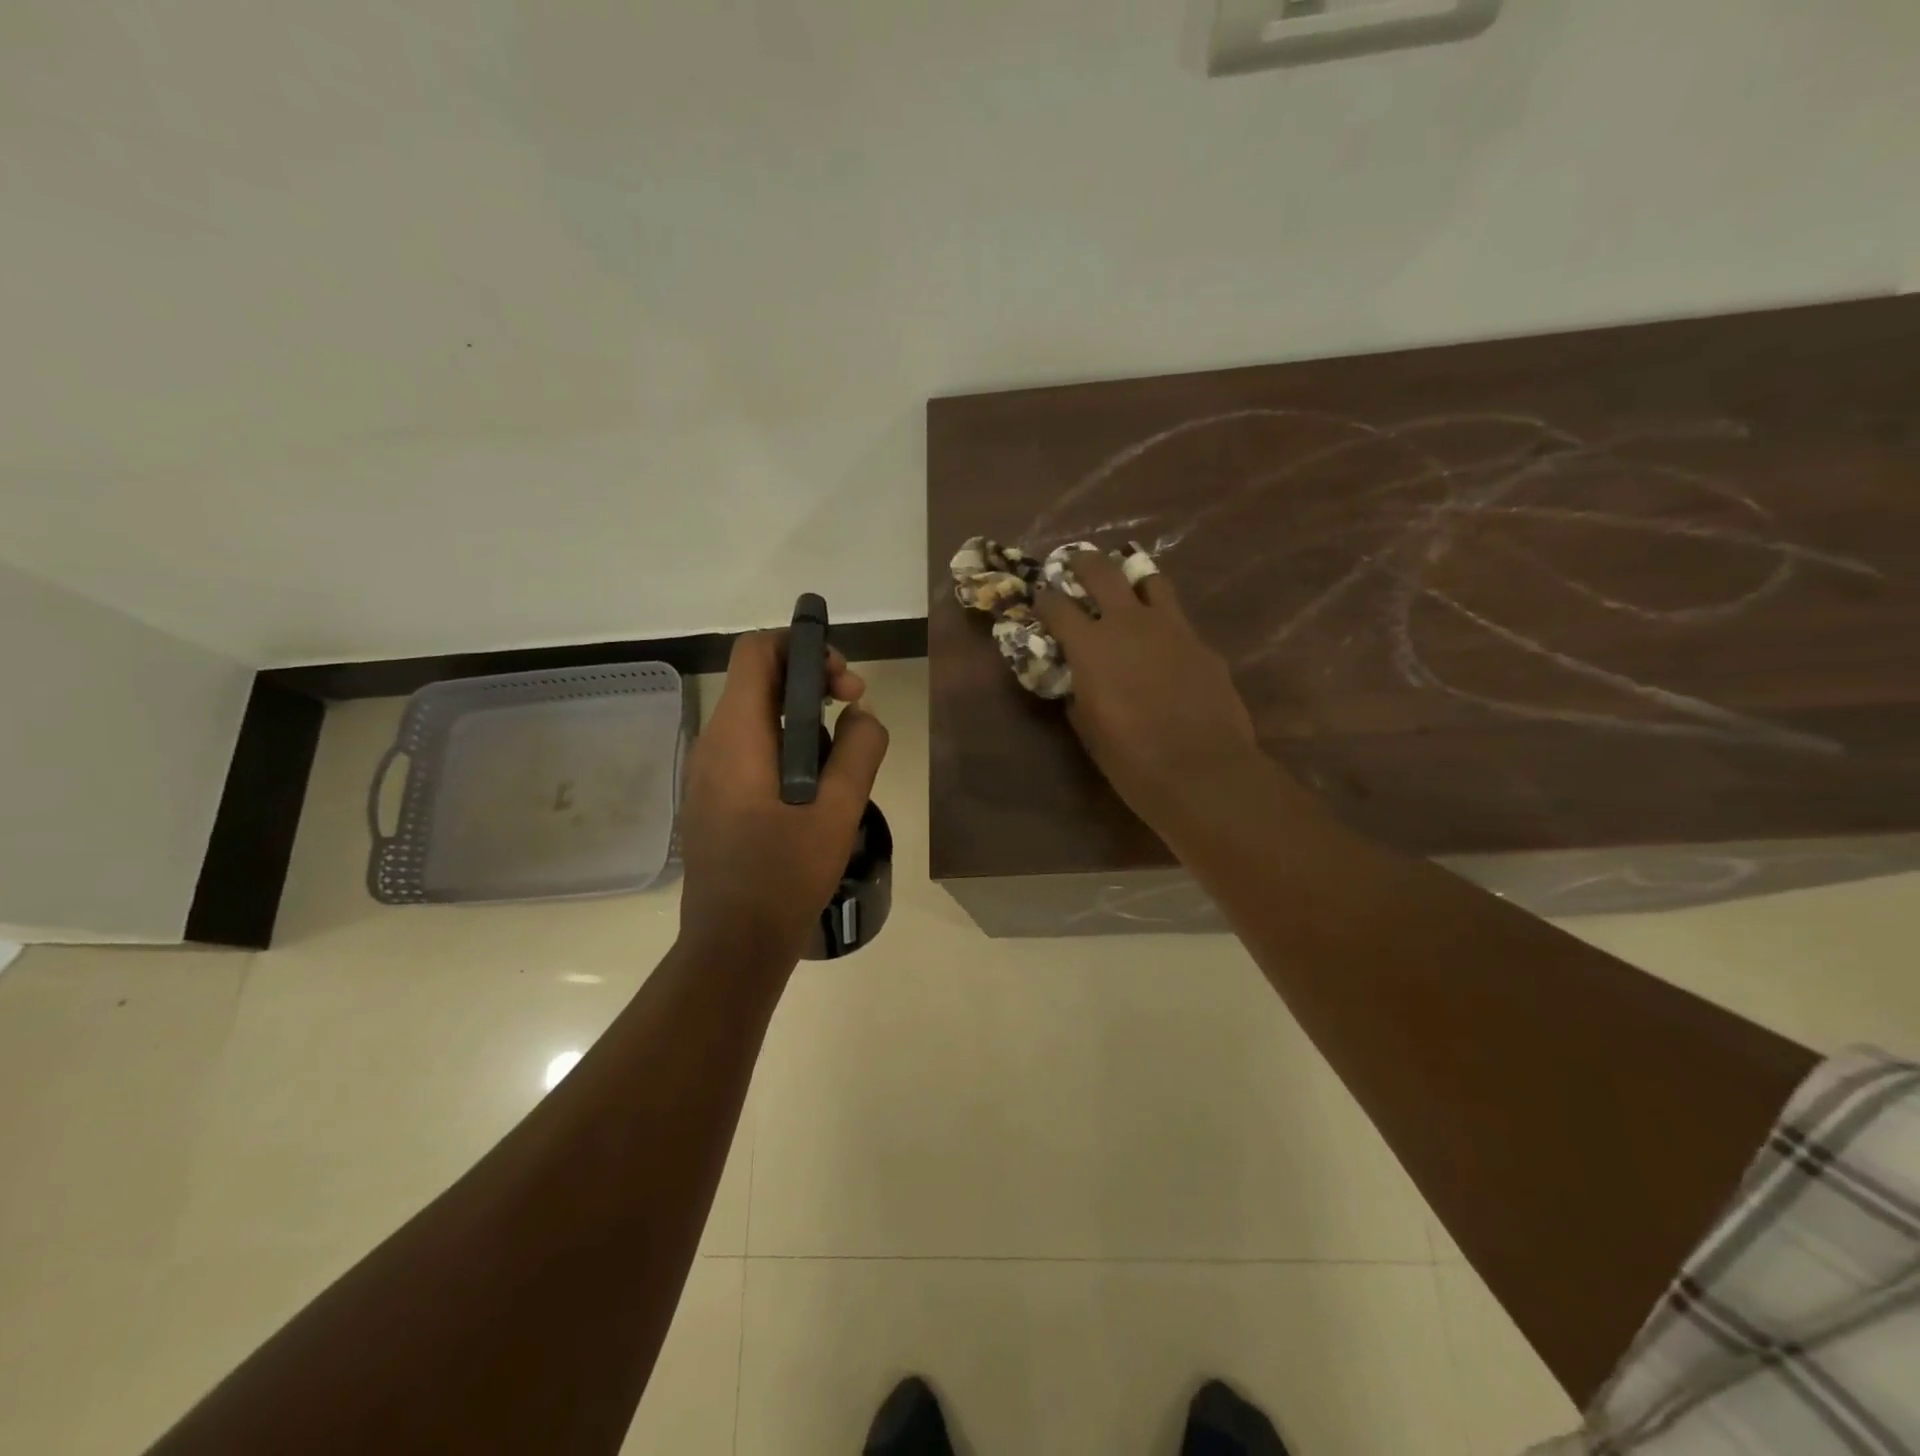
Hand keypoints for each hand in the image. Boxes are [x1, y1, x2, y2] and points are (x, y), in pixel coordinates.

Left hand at [677, 631, 888, 961]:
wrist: (733, 946)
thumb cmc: (784, 877)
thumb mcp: (838, 811)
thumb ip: (860, 750)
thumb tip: (862, 714)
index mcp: (736, 736)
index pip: (757, 652)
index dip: (802, 646)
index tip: (844, 681)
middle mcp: (714, 744)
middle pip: (760, 680)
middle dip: (813, 682)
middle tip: (857, 708)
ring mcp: (710, 773)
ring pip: (759, 716)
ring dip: (806, 718)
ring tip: (845, 755)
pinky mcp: (715, 798)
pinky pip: (753, 749)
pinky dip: (790, 746)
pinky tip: (819, 786)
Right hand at [1035, 553, 1270, 830]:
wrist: (1202, 771)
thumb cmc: (1131, 759)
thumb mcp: (1088, 727)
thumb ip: (1078, 693)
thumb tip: (1078, 680)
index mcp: (1090, 646)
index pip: (1057, 606)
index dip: (1043, 599)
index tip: (1038, 598)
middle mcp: (1129, 623)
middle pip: (1101, 572)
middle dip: (1082, 563)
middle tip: (1074, 562)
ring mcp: (1172, 628)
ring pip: (1149, 580)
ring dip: (1130, 578)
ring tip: (1124, 582)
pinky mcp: (1202, 644)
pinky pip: (1177, 619)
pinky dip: (1162, 620)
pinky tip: (1161, 639)